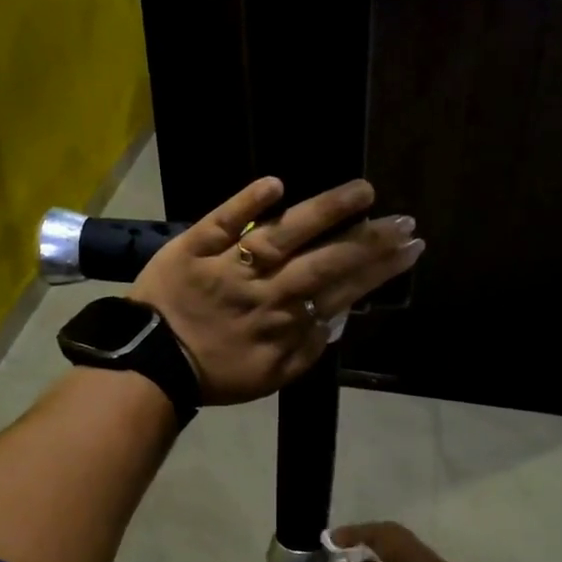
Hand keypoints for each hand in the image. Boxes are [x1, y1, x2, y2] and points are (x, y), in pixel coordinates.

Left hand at [129, 177, 423, 406]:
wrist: (149, 364)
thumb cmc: (213, 373)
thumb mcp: (270, 378)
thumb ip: (307, 350)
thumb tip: (337, 316)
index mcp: (285, 322)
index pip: (342, 289)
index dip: (379, 268)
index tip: (412, 247)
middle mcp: (266, 290)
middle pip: (324, 260)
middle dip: (369, 240)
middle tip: (404, 220)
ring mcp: (230, 265)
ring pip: (283, 234)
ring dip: (324, 211)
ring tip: (363, 191)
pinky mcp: (195, 247)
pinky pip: (222, 221)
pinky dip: (247, 202)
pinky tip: (276, 184)